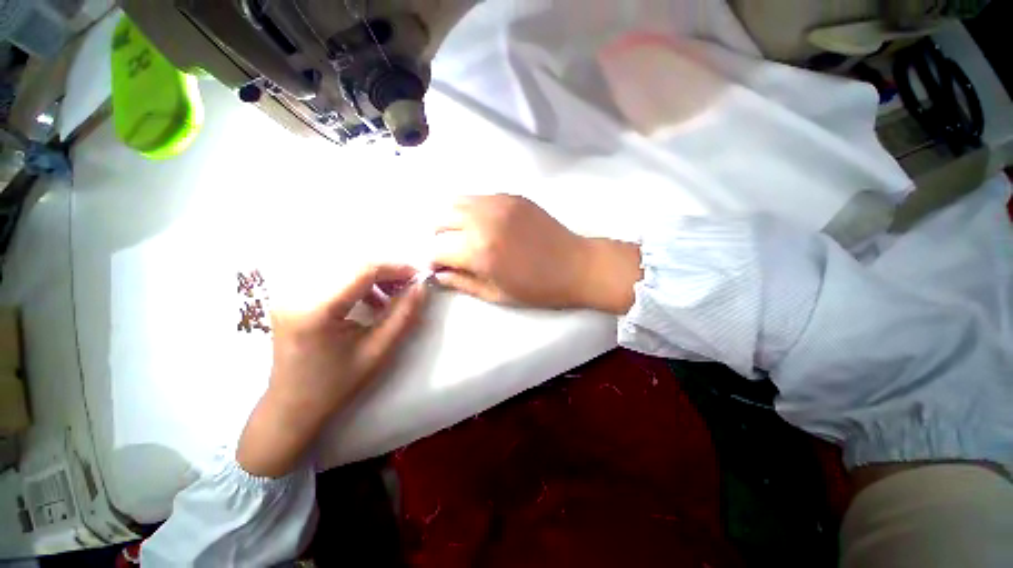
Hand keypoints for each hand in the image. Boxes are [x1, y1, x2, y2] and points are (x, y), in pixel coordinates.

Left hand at [237, 264, 427, 477]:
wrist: (292, 405)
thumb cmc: (337, 384)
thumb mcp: (378, 351)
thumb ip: (403, 315)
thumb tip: (421, 287)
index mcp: (316, 309)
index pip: (363, 269)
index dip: (396, 268)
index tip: (419, 277)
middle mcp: (296, 292)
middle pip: (353, 263)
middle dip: (387, 271)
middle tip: (408, 286)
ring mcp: (289, 291)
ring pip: (343, 266)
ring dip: (373, 276)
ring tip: (390, 296)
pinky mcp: (291, 294)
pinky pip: (332, 275)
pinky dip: (358, 282)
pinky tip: (370, 300)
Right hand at [430, 195, 641, 312]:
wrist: (576, 265)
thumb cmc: (538, 288)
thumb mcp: (496, 294)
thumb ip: (462, 283)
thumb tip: (438, 274)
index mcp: (478, 250)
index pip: (436, 249)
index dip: (432, 260)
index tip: (439, 268)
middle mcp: (483, 220)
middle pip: (440, 219)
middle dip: (439, 238)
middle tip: (451, 252)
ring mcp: (498, 203)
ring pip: (456, 202)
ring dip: (452, 220)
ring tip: (464, 236)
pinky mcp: (512, 196)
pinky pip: (479, 197)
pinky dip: (471, 210)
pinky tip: (484, 225)